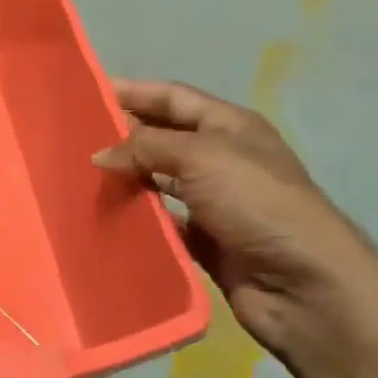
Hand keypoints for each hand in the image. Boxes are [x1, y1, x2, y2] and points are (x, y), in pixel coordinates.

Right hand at [92, 80, 377, 363]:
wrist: (306, 286)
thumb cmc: (257, 204)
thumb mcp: (201, 157)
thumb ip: (145, 147)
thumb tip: (100, 155)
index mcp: (230, 126)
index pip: (172, 97)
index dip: (132, 91)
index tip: (85, 93)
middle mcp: (222, 159)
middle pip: (162, 138)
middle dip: (122, 135)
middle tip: (71, 138)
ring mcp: (215, 202)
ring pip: (157, 180)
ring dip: (126, 178)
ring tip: (79, 177)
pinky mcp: (205, 240)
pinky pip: (161, 221)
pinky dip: (137, 218)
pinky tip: (105, 217)